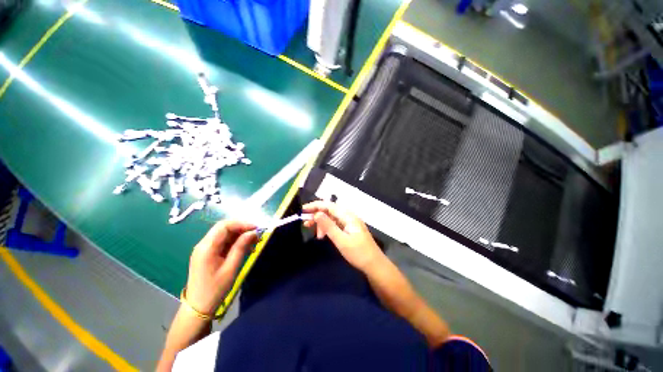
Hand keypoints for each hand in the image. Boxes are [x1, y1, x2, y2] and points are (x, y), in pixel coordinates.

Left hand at [185, 220, 257, 315]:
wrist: (197, 308)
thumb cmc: (215, 289)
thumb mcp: (231, 268)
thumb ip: (241, 247)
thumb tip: (253, 232)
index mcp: (207, 247)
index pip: (224, 226)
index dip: (242, 223)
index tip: (256, 228)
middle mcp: (203, 244)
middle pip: (224, 228)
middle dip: (242, 229)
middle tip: (257, 236)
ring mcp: (204, 249)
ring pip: (225, 235)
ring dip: (240, 236)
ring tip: (254, 243)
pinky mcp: (207, 254)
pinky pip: (223, 243)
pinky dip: (235, 243)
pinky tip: (245, 249)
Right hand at [303, 201, 383, 271]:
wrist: (374, 264)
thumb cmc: (358, 253)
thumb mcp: (341, 240)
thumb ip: (328, 226)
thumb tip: (317, 213)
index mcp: (348, 216)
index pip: (329, 205)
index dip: (315, 206)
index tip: (303, 210)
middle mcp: (349, 216)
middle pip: (330, 211)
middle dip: (317, 215)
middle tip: (306, 224)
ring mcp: (350, 222)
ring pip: (332, 218)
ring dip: (322, 223)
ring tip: (316, 235)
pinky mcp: (350, 228)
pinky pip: (336, 224)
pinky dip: (328, 228)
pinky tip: (323, 235)